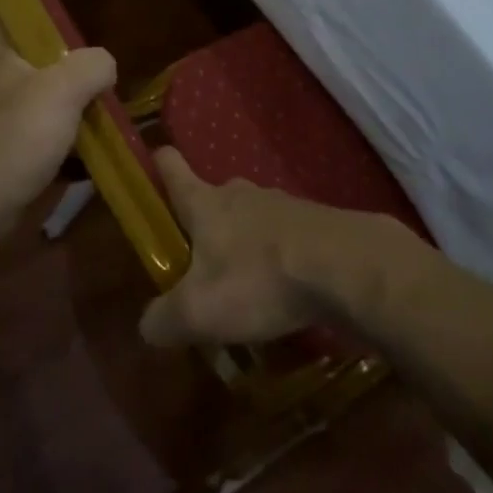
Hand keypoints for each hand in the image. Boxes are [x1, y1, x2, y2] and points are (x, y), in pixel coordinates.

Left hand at [0, 0, 116, 233]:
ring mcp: (8, 122)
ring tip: (109, 97)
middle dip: (56, 49)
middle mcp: (2, 84)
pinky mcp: (17, 156)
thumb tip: (106, 67)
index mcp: (3, 57)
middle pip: (27, 55)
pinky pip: (54, 138)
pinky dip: (76, 139)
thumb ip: (92, 67)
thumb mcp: (62, 89)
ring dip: (73, 98)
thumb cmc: (15, 134)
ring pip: (45, 98)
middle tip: (92, 48)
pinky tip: (103, 143)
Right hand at [138, 148, 399, 347]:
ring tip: (244, 286)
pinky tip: (283, 290)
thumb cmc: (259, 279)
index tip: (151, 171)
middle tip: (198, 265)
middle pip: (211, 198)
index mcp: (204, 203)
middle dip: (202, 225)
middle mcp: (239, 192)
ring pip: (249, 217)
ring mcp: (280, 203)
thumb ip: (164, 319)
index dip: (158, 166)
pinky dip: (277, 257)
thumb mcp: (199, 311)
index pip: (170, 166)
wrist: (345, 267)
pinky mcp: (314, 221)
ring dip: (243, 244)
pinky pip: (283, 235)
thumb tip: (147, 326)